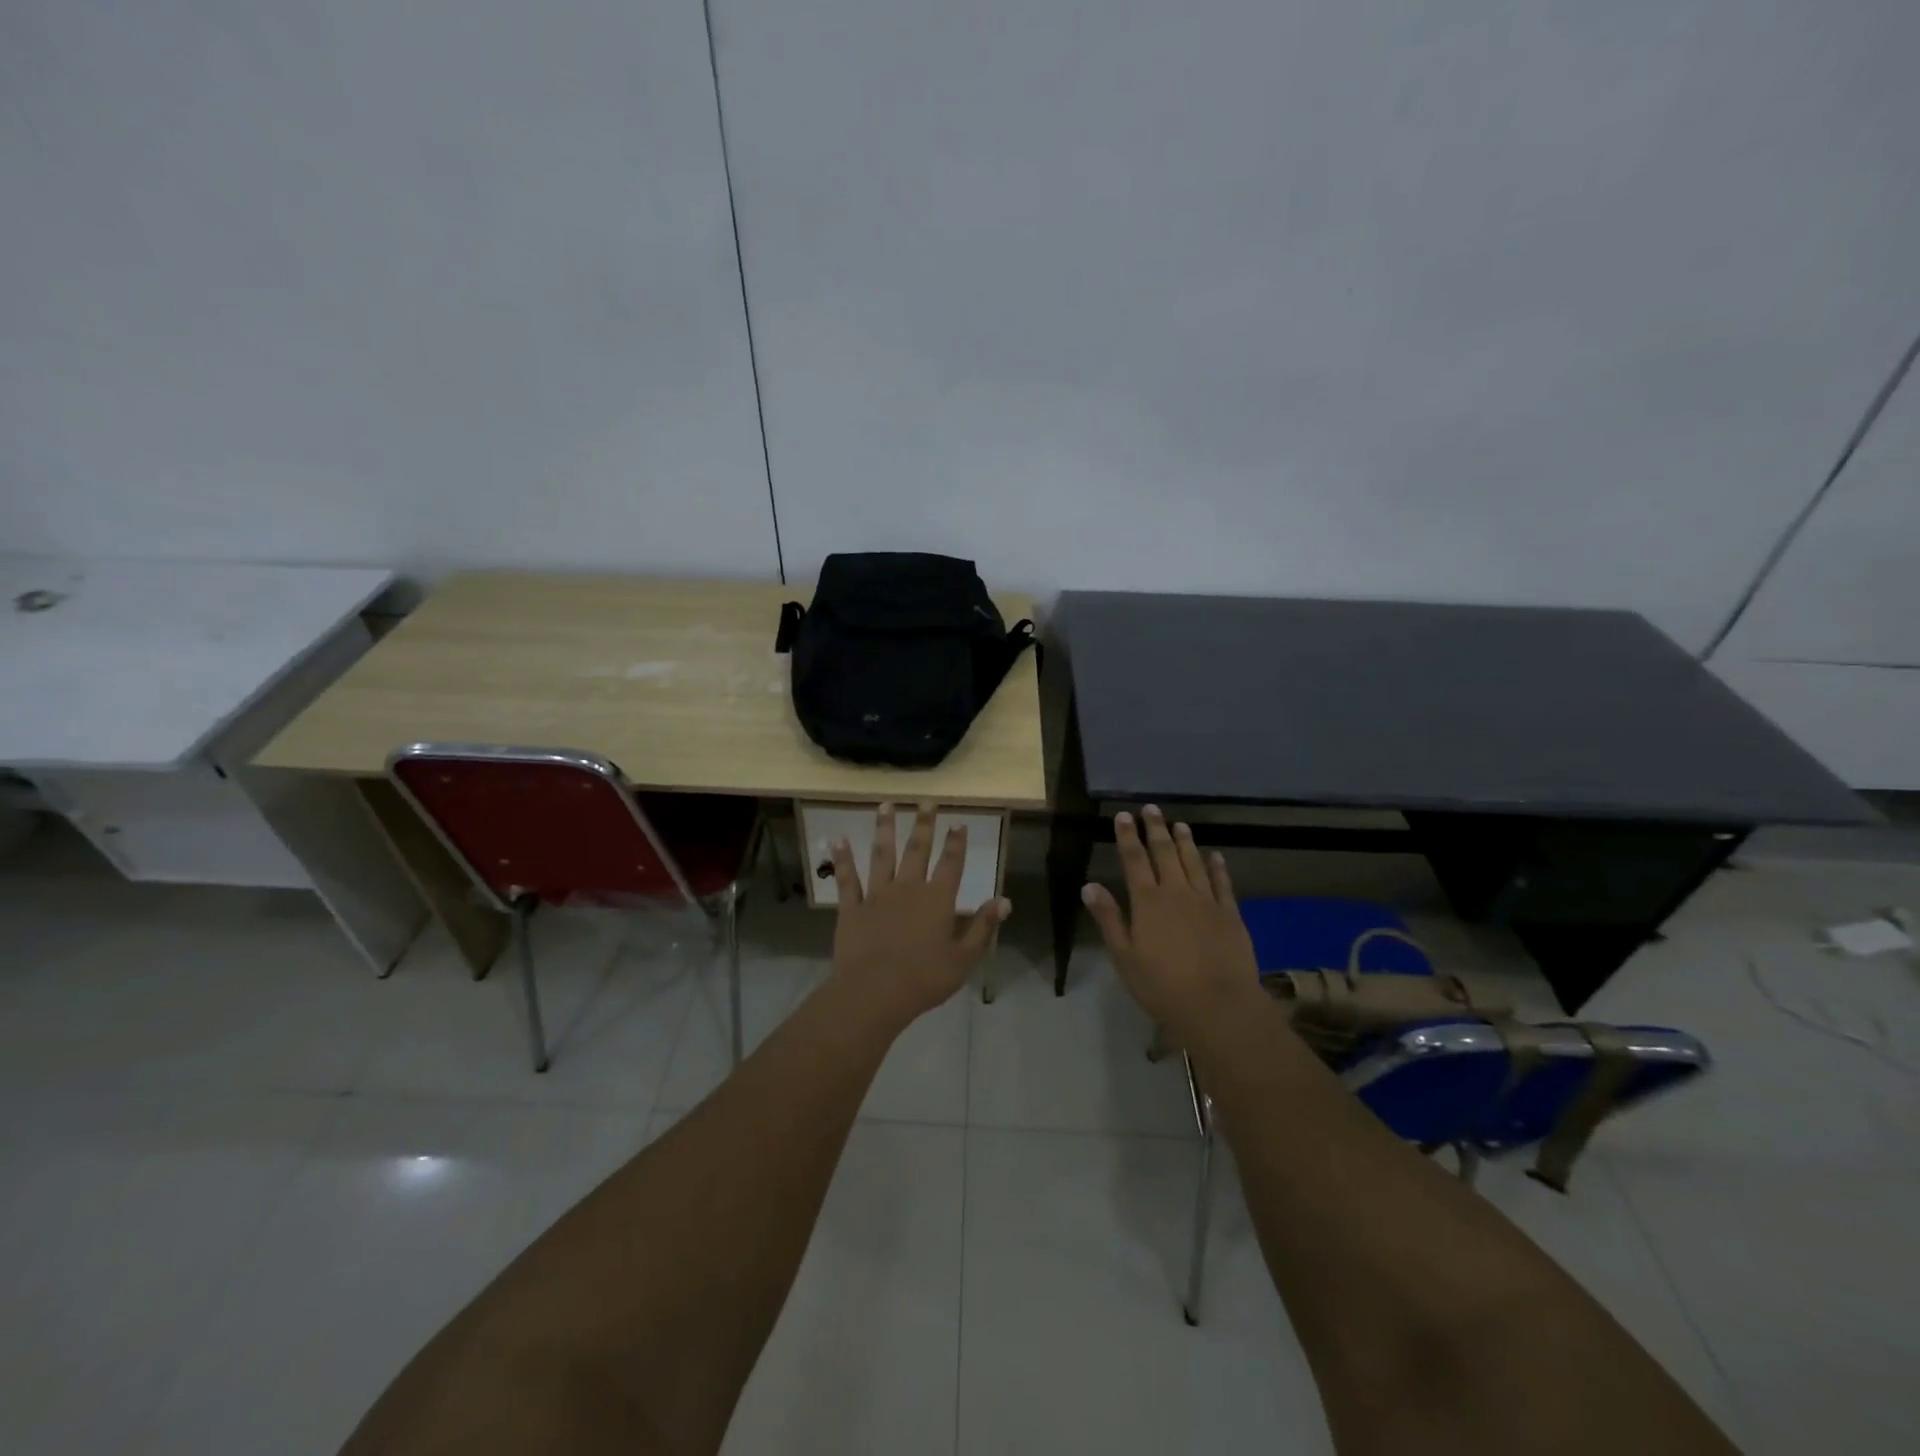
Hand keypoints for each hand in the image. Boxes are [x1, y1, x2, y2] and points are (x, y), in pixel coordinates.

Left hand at [827, 804, 1010, 1024]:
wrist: (875, 992)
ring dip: (884, 829)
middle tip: (926, 801)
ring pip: (882, 855)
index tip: (958, 822)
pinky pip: (847, 879)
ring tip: (885, 805)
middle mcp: (908, 888)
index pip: (951, 864)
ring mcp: (877, 895)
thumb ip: (982, 927)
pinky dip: (842, 859)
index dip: (956, 842)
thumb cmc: (925, 978)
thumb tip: (1005, 900)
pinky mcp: (852, 908)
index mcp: (937, 900)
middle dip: (923, 824)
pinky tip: (837, 840)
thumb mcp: (964, 958)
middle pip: (917, 850)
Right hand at [1082, 806, 1260, 1035]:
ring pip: (1194, 862)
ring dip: (1185, 841)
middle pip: (1164, 853)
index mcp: (1147, 902)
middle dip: (1156, 829)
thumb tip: (1089, 885)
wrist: (1219, 1005)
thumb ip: (1109, 918)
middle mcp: (1177, 892)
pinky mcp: (1231, 914)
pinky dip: (1218, 866)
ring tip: (1180, 824)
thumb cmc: (1162, 986)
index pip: (1134, 860)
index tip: (1123, 815)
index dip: (1128, 836)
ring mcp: (1207, 901)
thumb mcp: (1124, 956)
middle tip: (1152, 808)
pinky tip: (1215, 855)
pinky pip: (1222, 883)